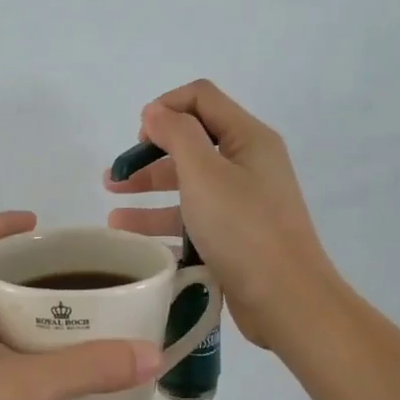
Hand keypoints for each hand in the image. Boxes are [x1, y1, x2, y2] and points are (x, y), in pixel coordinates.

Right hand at [104, 79, 337, 349]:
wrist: (286, 300)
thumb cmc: (243, 230)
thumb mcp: (205, 174)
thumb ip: (177, 135)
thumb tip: (155, 111)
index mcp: (248, 139)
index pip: (201, 98)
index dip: (165, 108)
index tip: (137, 138)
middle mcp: (248, 164)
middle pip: (191, 143)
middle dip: (148, 156)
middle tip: (114, 178)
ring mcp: (242, 203)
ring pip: (188, 186)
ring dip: (149, 194)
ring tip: (113, 214)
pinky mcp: (235, 236)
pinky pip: (193, 220)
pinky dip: (164, 225)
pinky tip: (135, 240)